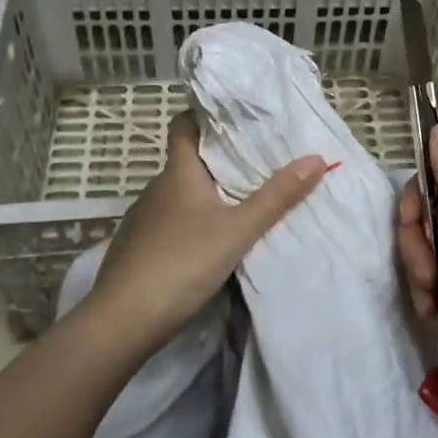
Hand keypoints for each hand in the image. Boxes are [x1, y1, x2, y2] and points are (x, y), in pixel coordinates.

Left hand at [87, 113, 328, 355]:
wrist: (121, 322)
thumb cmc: (182, 262)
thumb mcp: (238, 230)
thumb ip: (277, 197)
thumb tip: (316, 158)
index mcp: (178, 172)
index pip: (184, 125)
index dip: (204, 116)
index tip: (234, 118)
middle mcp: (156, 187)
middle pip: (187, 161)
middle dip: (217, 161)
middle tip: (255, 164)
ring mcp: (142, 219)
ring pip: (178, 195)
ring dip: (204, 196)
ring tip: (238, 205)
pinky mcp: (135, 248)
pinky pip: (167, 223)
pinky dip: (188, 224)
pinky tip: (206, 245)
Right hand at [396, 122, 437, 423]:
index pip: (434, 179)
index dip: (415, 201)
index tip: (414, 224)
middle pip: (424, 214)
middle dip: (414, 242)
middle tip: (426, 270)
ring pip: (422, 247)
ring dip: (417, 272)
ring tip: (432, 299)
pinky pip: (427, 277)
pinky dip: (423, 293)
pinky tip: (433, 314)